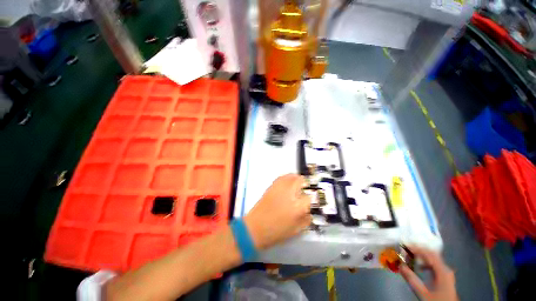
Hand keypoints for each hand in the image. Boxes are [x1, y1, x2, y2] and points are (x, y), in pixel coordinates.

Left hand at [244, 174, 310, 249]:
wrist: (255, 227)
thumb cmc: (277, 231)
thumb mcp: (296, 229)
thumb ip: (306, 219)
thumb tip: (310, 211)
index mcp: (297, 206)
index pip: (310, 196)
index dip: (312, 198)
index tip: (311, 201)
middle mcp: (290, 193)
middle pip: (301, 180)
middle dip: (305, 184)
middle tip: (305, 191)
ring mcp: (279, 187)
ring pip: (291, 176)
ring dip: (296, 179)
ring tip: (297, 185)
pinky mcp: (272, 186)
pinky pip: (282, 177)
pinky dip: (287, 178)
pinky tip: (287, 185)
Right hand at [400, 247, 457, 300]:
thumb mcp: (422, 292)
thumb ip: (411, 279)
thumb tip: (400, 265)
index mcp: (442, 271)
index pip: (429, 254)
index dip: (416, 248)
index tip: (405, 246)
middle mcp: (446, 269)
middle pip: (432, 254)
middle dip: (419, 250)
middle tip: (406, 249)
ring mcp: (446, 272)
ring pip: (433, 258)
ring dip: (421, 256)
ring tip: (410, 257)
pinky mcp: (445, 276)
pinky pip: (434, 264)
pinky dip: (425, 262)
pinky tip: (419, 266)